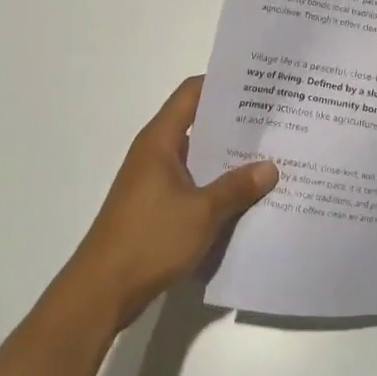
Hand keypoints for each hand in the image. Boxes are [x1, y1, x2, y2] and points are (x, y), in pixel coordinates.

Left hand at [62, 77, 277, 327]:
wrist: (102, 292)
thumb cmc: (149, 239)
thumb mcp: (203, 212)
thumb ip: (237, 187)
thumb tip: (271, 166)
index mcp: (161, 140)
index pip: (192, 93)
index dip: (223, 83)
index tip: (258, 84)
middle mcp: (156, 152)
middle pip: (198, 122)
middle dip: (234, 122)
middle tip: (274, 121)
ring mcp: (154, 181)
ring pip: (198, 156)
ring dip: (228, 157)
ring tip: (269, 156)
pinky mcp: (156, 207)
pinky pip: (193, 183)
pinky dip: (216, 185)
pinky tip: (246, 196)